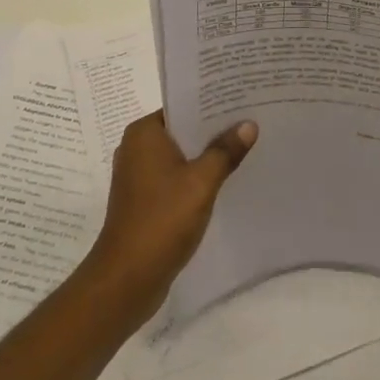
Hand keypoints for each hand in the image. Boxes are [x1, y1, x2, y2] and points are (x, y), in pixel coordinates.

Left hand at [85, 111, 256, 324]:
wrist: (127, 279)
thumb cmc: (162, 220)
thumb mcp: (201, 182)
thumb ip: (225, 151)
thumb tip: (249, 124)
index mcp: (144, 133)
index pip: (182, 106)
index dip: (213, 104)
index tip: (243, 100)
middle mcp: (136, 148)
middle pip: (183, 130)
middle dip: (214, 130)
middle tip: (252, 122)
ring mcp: (138, 176)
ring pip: (180, 156)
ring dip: (207, 156)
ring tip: (245, 148)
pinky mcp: (144, 201)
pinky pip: (175, 178)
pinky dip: (196, 178)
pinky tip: (225, 181)